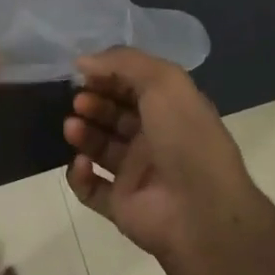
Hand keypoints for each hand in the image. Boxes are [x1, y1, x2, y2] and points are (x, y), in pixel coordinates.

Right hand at [63, 46, 262, 264]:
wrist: (201, 213)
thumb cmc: (186, 139)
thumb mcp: (164, 82)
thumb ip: (123, 62)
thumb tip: (83, 61)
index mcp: (171, 111)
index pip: (133, 87)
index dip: (109, 77)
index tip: (85, 72)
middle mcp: (154, 140)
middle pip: (113, 115)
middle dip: (92, 104)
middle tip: (79, 102)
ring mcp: (137, 174)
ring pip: (99, 147)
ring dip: (82, 134)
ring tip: (72, 128)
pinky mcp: (121, 205)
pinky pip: (90, 187)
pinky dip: (79, 175)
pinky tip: (81, 164)